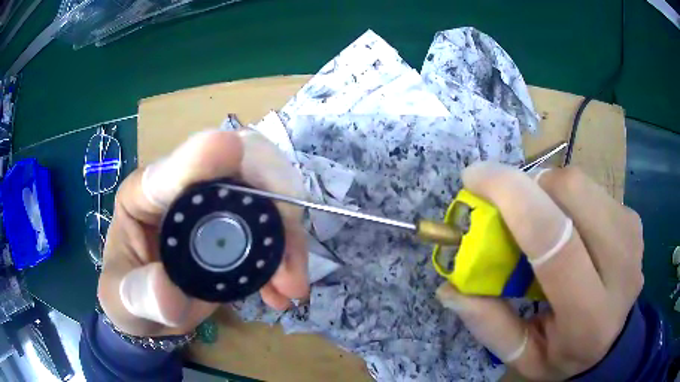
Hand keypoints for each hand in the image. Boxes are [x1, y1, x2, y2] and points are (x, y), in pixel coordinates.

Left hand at [98, 130, 308, 336]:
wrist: (149, 308)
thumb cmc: (126, 296)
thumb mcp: (123, 301)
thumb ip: (139, 297)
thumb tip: (169, 291)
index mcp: (144, 195)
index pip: (173, 168)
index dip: (201, 155)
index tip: (231, 150)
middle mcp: (183, 188)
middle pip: (239, 167)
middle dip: (272, 205)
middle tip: (287, 265)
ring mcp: (213, 204)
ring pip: (266, 195)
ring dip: (288, 238)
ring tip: (291, 286)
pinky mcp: (235, 225)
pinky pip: (272, 226)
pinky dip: (286, 256)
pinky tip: (281, 291)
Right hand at [436, 163, 642, 380]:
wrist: (615, 339)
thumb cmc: (567, 354)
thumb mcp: (524, 357)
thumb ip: (490, 325)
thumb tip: (450, 287)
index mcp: (589, 314)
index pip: (554, 239)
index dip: (512, 196)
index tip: (474, 177)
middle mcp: (621, 266)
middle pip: (571, 191)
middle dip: (530, 187)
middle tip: (512, 210)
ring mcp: (632, 235)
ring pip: (580, 182)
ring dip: (548, 191)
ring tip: (541, 223)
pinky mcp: (633, 218)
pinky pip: (591, 187)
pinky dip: (567, 197)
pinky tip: (568, 226)